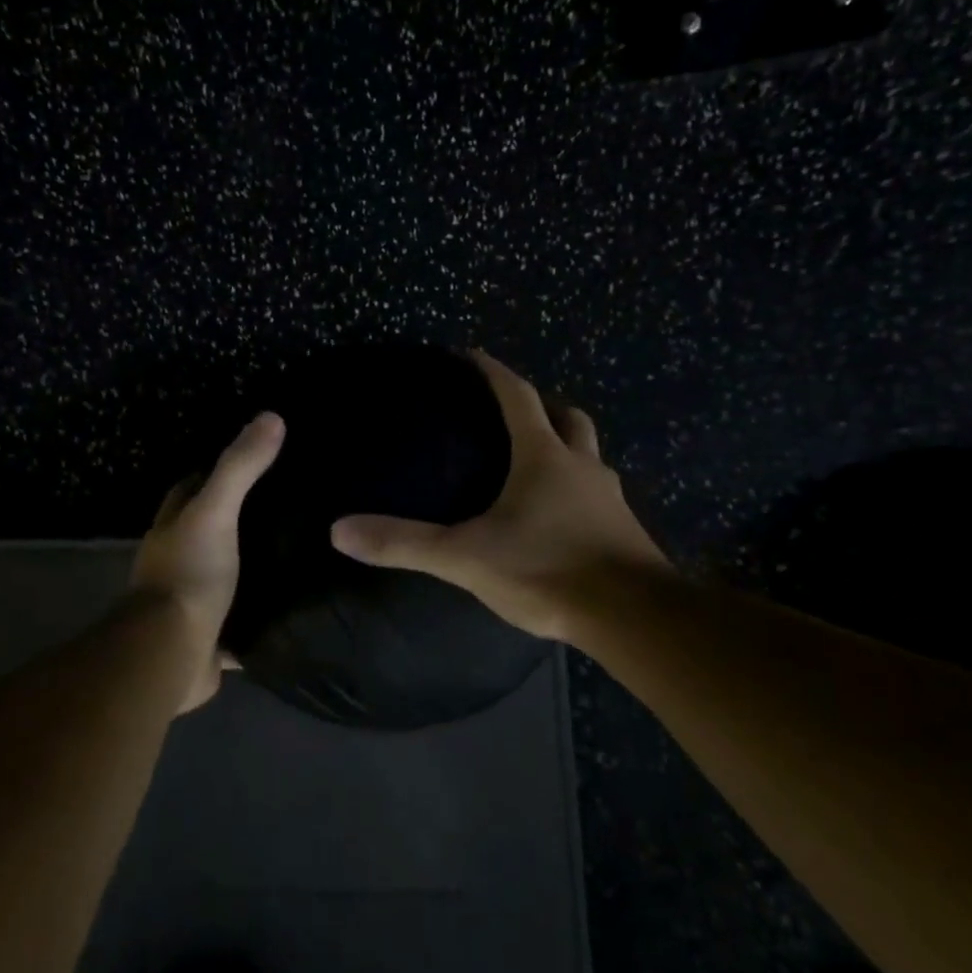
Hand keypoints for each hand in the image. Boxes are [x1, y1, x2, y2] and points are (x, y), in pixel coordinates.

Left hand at [130, 412, 284, 711]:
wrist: (171, 654)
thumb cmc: (189, 574)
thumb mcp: (215, 511)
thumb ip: (240, 467)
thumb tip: (272, 416)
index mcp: (173, 526)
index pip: (192, 485)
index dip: (218, 470)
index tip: (259, 461)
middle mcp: (178, 559)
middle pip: (209, 528)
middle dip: (240, 517)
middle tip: (291, 506)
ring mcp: (192, 599)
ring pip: (226, 573)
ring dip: (252, 565)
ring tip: (301, 551)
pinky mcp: (211, 637)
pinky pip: (241, 620)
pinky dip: (261, 614)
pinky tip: (296, 606)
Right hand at [329, 352, 667, 642]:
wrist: (633, 617)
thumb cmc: (548, 570)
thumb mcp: (466, 557)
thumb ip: (403, 543)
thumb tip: (338, 530)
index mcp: (544, 457)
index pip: (517, 396)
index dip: (494, 372)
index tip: (473, 354)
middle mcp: (582, 466)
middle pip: (567, 418)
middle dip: (541, 405)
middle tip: (514, 410)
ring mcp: (609, 498)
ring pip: (588, 455)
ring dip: (565, 446)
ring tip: (537, 461)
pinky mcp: (624, 530)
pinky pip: (597, 493)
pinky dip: (577, 487)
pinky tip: (560, 514)